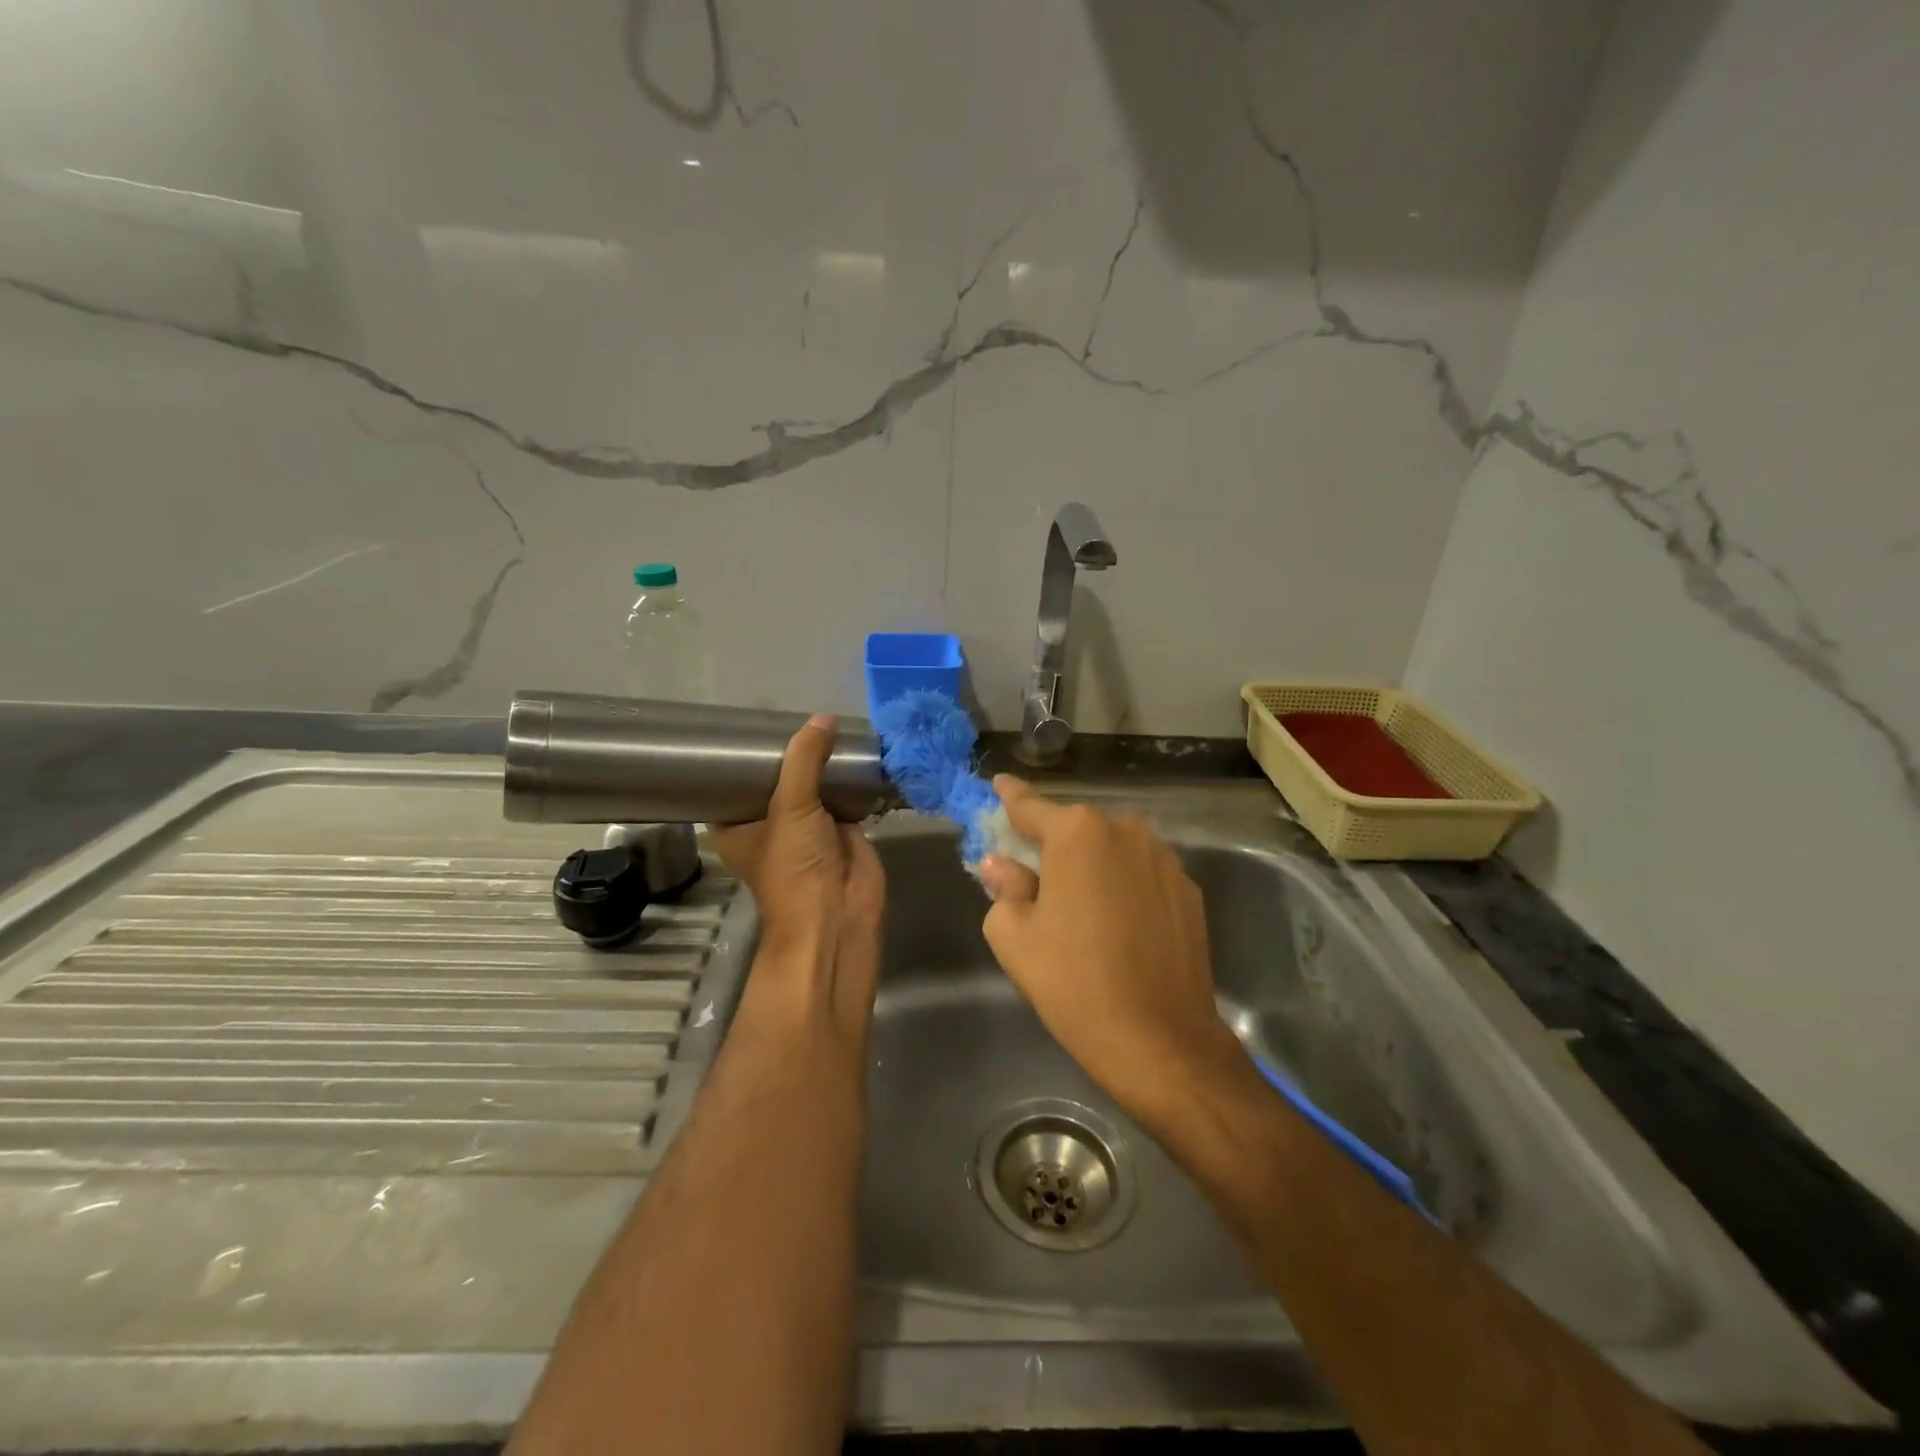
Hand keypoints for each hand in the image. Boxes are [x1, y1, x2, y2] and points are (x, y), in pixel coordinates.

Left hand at [710, 715, 884, 1035]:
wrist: (839, 914)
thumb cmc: (795, 866)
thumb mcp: (791, 806)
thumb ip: (805, 759)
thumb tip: (823, 718)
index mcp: (737, 825)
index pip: (730, 783)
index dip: (737, 757)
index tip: (745, 724)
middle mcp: (768, 824)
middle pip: (775, 779)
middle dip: (787, 753)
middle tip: (793, 714)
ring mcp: (807, 827)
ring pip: (811, 785)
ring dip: (819, 763)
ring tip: (825, 724)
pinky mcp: (841, 829)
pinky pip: (842, 794)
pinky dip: (848, 777)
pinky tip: (853, 748)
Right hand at [977, 777, 1241, 1121]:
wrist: (1160, 1040)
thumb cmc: (1074, 983)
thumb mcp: (1015, 937)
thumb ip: (1005, 887)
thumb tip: (1001, 864)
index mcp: (1077, 833)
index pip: (1032, 806)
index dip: (1011, 797)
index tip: (1000, 784)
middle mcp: (1125, 831)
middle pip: (1076, 829)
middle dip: (1055, 845)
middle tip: (1037, 877)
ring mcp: (1164, 859)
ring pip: (1113, 851)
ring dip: (1094, 867)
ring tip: (1083, 910)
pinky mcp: (1189, 890)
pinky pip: (1142, 875)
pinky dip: (1124, 887)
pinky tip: (1119, 926)